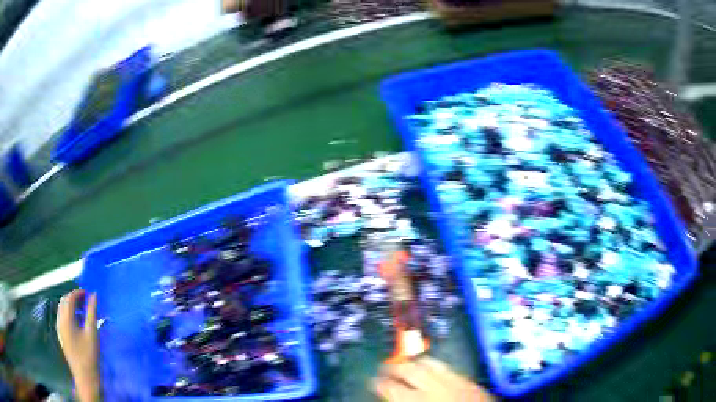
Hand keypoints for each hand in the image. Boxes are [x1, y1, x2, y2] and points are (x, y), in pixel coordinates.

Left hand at [57, 289, 99, 401]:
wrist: (85, 378)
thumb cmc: (90, 356)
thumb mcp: (92, 334)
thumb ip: (92, 312)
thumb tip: (94, 295)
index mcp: (66, 318)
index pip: (70, 298)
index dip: (78, 293)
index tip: (88, 294)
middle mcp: (60, 320)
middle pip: (64, 301)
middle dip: (74, 297)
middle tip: (86, 301)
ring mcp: (59, 328)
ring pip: (61, 309)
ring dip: (70, 305)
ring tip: (82, 311)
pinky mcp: (61, 335)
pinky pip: (61, 317)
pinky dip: (68, 314)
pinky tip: (77, 322)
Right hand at [373, 357, 493, 401]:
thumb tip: (389, 397)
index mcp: (418, 401)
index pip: (391, 388)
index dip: (379, 383)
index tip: (372, 380)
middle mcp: (434, 388)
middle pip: (409, 371)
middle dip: (394, 367)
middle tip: (385, 367)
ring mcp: (454, 382)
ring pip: (429, 364)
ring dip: (414, 362)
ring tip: (405, 363)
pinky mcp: (469, 380)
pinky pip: (447, 366)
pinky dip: (434, 364)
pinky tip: (430, 366)